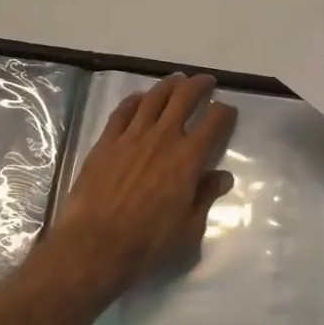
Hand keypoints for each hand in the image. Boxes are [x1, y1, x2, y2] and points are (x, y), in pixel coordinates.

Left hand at [45, 74, 237, 296]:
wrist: (96, 243)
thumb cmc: (148, 241)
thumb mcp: (189, 227)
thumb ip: (206, 197)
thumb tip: (222, 176)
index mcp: (189, 158)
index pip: (214, 121)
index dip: (225, 112)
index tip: (227, 111)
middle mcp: (163, 137)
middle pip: (184, 97)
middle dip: (199, 85)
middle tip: (206, 82)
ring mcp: (132, 136)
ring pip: (154, 97)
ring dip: (169, 85)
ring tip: (177, 80)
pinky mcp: (106, 141)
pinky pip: (123, 111)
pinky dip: (135, 100)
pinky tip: (140, 98)